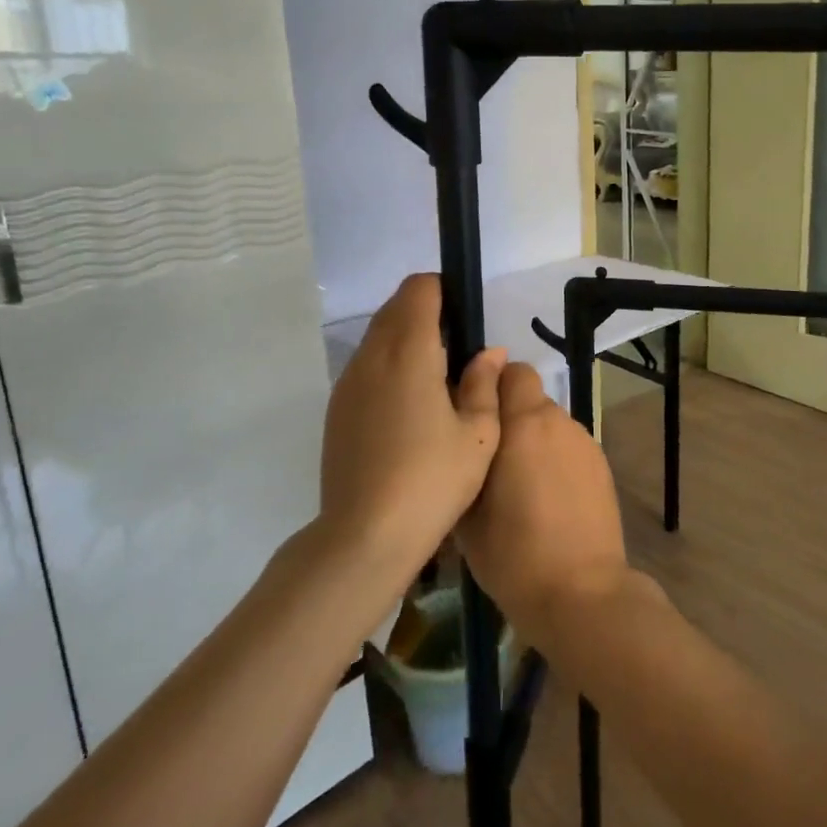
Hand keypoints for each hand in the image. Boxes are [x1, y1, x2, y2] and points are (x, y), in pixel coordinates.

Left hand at [320, 274, 504, 574]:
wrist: (364, 536)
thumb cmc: (432, 481)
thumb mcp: (477, 434)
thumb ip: (484, 383)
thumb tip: (489, 352)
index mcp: (409, 353)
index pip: (419, 290)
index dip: (443, 290)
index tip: (465, 316)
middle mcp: (371, 357)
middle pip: (395, 308)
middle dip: (426, 312)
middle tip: (458, 350)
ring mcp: (348, 383)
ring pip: (377, 336)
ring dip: (405, 339)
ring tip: (437, 380)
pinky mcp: (336, 409)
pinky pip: (365, 365)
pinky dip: (388, 365)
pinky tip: (409, 407)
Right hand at [457, 363, 631, 645]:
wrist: (580, 593)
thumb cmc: (512, 554)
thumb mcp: (467, 510)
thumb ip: (466, 456)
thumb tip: (464, 429)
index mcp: (524, 423)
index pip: (512, 371)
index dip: (491, 384)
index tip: (474, 412)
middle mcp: (558, 422)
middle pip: (530, 398)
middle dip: (509, 417)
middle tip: (488, 457)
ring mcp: (585, 443)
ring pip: (550, 424)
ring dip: (532, 440)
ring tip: (517, 485)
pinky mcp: (602, 466)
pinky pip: (568, 448)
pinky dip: (554, 460)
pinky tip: (546, 501)